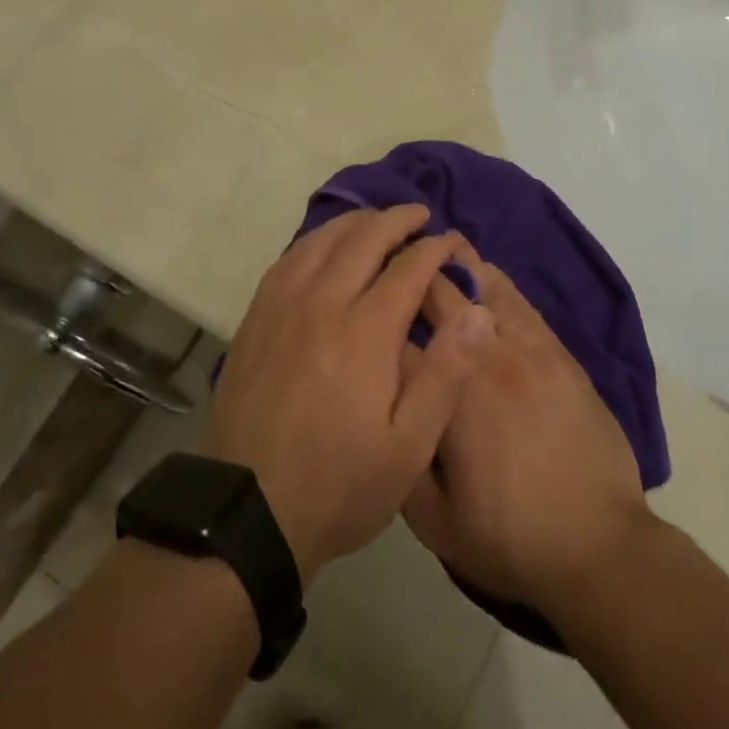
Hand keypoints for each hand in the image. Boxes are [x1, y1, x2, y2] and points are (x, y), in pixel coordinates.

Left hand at [203, 206, 494, 582]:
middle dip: (396, 220)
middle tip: (419, 216)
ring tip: (377, 222)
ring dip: (355, 222)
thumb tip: (479, 314)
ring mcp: (283, 306)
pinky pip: (290, 257)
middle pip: (363, 238)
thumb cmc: (339, 484)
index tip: (451, 242)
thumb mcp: (408, 448)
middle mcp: (322, 303)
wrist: (248, 511)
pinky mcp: (257, 316)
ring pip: (322, 240)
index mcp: (364, 332)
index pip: (407, 267)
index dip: (434, 248)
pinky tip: (325, 246)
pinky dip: (316, 240)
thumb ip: (446, 375)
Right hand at [400, 248, 651, 618]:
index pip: (399, 339)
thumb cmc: (509, 538)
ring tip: (436, 245)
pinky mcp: (558, 353)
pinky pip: (520, 302)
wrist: (599, 546)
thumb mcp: (434, 522)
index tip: (360, 306)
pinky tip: (483, 270)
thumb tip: (382, 410)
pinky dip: (495, 281)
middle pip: (439, 297)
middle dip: (412, 276)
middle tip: (392, 259)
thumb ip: (398, 459)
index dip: (376, 319)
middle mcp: (485, 358)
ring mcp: (527, 349)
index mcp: (450, 395)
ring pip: (482, 288)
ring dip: (455, 265)